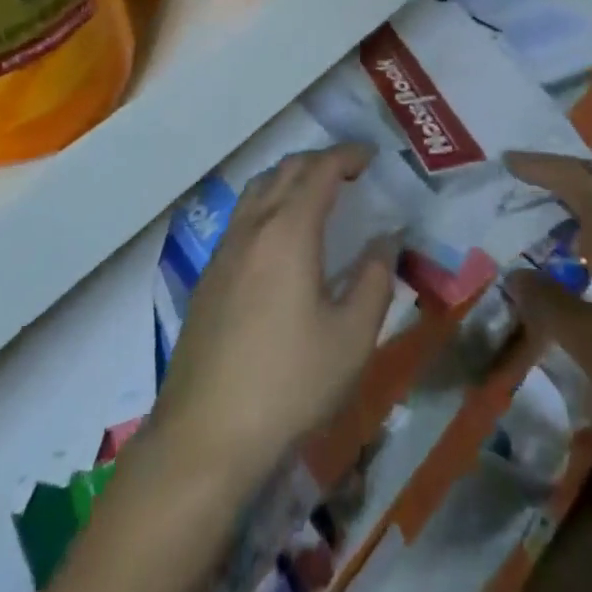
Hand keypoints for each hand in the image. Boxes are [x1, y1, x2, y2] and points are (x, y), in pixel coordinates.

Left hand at [150, 146, 397, 496]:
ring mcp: (224, 250)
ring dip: (289, 178)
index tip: (371, 157)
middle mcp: (252, 227)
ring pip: (257, 189)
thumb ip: (375, 279)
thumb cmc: (289, 384)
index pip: (319, 170)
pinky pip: (242, 216)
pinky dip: (268, 203)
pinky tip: (280, 239)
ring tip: (316, 195)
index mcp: (288, 231)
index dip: (347, 155)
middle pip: (285, 170)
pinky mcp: (208, 276)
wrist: (205, 435)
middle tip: (350, 172)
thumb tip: (387, 239)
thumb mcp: (351, 338)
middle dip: (319, 161)